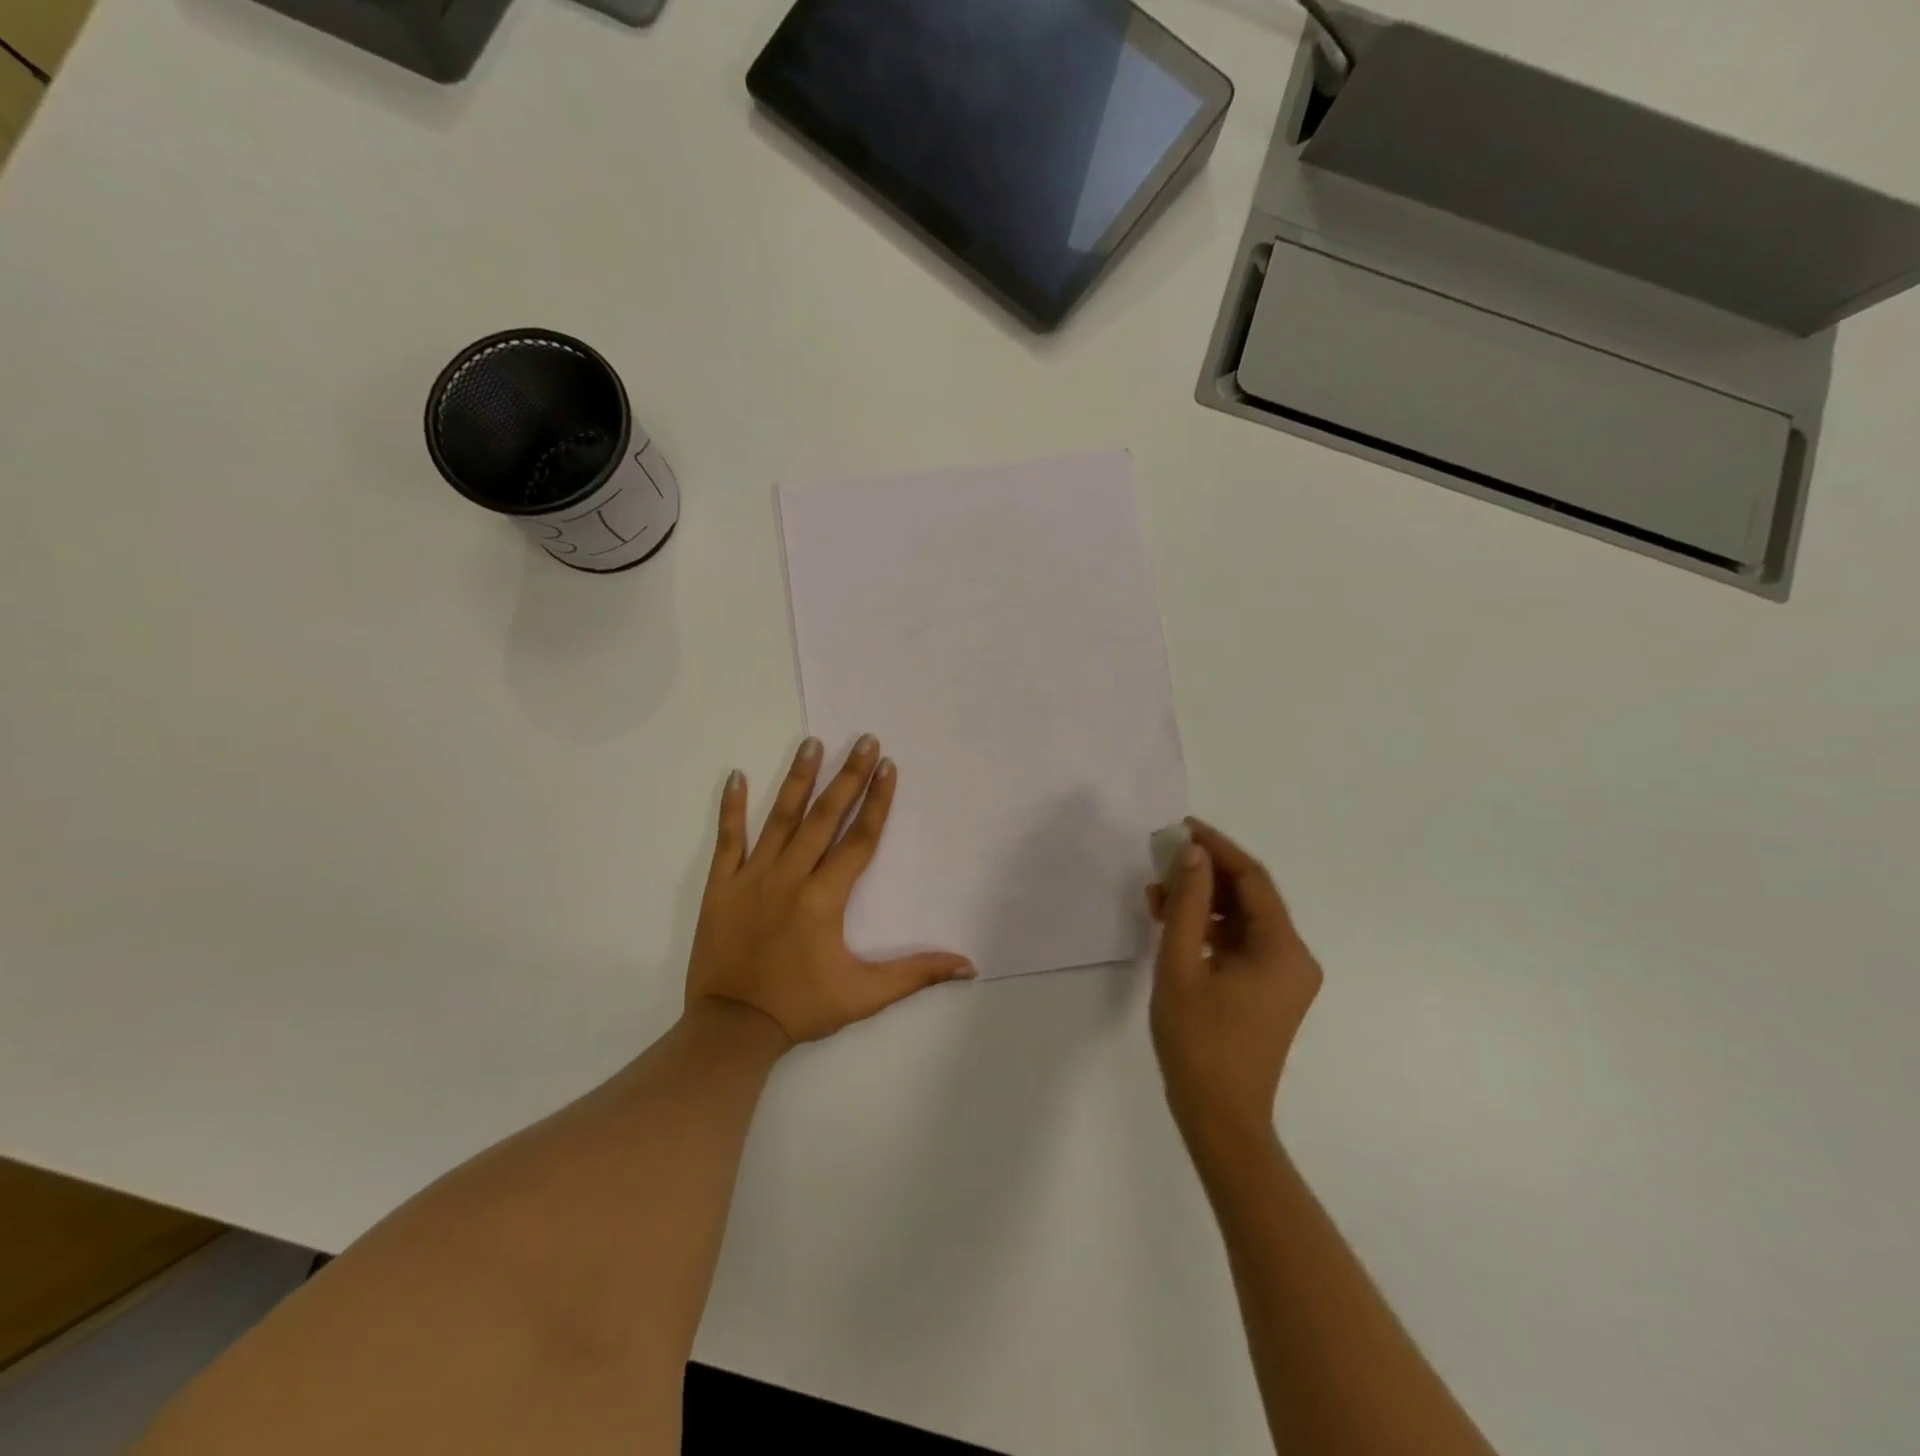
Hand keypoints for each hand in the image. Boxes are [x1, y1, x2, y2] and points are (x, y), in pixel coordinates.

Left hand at [687, 736, 974, 1046]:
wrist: (731, 1029)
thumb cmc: (801, 1007)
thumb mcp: (864, 995)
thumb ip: (915, 974)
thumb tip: (968, 965)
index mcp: (824, 898)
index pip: (859, 839)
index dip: (878, 802)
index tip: (889, 767)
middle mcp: (790, 877)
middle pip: (824, 817)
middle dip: (848, 776)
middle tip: (864, 740)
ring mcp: (751, 877)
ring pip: (779, 818)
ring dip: (798, 779)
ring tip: (812, 742)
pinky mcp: (720, 886)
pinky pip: (728, 839)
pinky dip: (731, 808)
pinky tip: (736, 776)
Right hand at [1147, 820, 1321, 1144]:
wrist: (1219, 1117)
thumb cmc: (1198, 1041)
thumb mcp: (1180, 965)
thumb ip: (1186, 904)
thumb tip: (1192, 854)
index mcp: (1283, 949)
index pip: (1252, 879)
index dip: (1217, 848)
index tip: (1182, 827)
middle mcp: (1294, 957)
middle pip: (1249, 897)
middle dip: (1204, 874)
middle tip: (1161, 860)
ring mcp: (1284, 976)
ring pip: (1242, 920)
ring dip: (1202, 902)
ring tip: (1157, 893)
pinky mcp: (1269, 991)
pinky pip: (1240, 944)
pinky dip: (1208, 929)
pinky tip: (1173, 923)